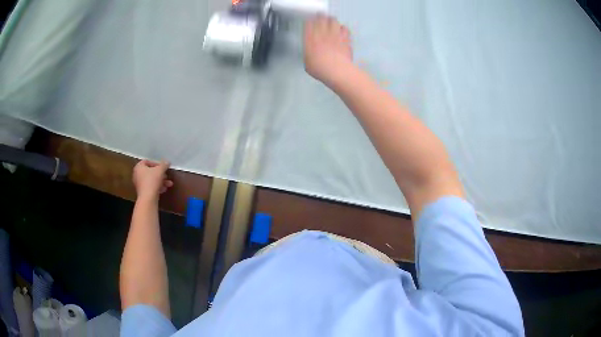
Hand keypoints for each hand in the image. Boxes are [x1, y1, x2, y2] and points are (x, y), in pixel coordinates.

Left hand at [132, 160, 173, 199]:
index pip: (147, 161)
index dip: (156, 163)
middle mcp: (137, 175)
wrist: (148, 198)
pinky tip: (164, 189)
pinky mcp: (142, 192)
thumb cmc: (152, 180)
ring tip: (168, 184)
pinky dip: (157, 187)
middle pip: (150, 172)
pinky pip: (150, 187)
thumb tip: (167, 162)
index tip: (162, 167)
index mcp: (139, 167)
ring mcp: (139, 184)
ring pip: (151, 180)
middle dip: (160, 174)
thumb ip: (164, 164)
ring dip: (161, 181)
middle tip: (166, 176)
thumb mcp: (160, 170)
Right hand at [304, 15, 352, 84]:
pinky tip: (342, 30)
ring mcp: (335, 34)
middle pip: (321, 18)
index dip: (309, 21)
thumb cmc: (320, 69)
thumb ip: (309, 53)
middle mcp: (322, 33)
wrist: (337, 70)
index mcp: (310, 39)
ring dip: (331, 20)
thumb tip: (311, 52)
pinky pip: (344, 28)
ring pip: (333, 20)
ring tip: (331, 21)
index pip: (308, 24)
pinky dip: (342, 28)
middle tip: (321, 17)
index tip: (310, 21)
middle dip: (320, 17)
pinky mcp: (345, 38)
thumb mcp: (307, 63)